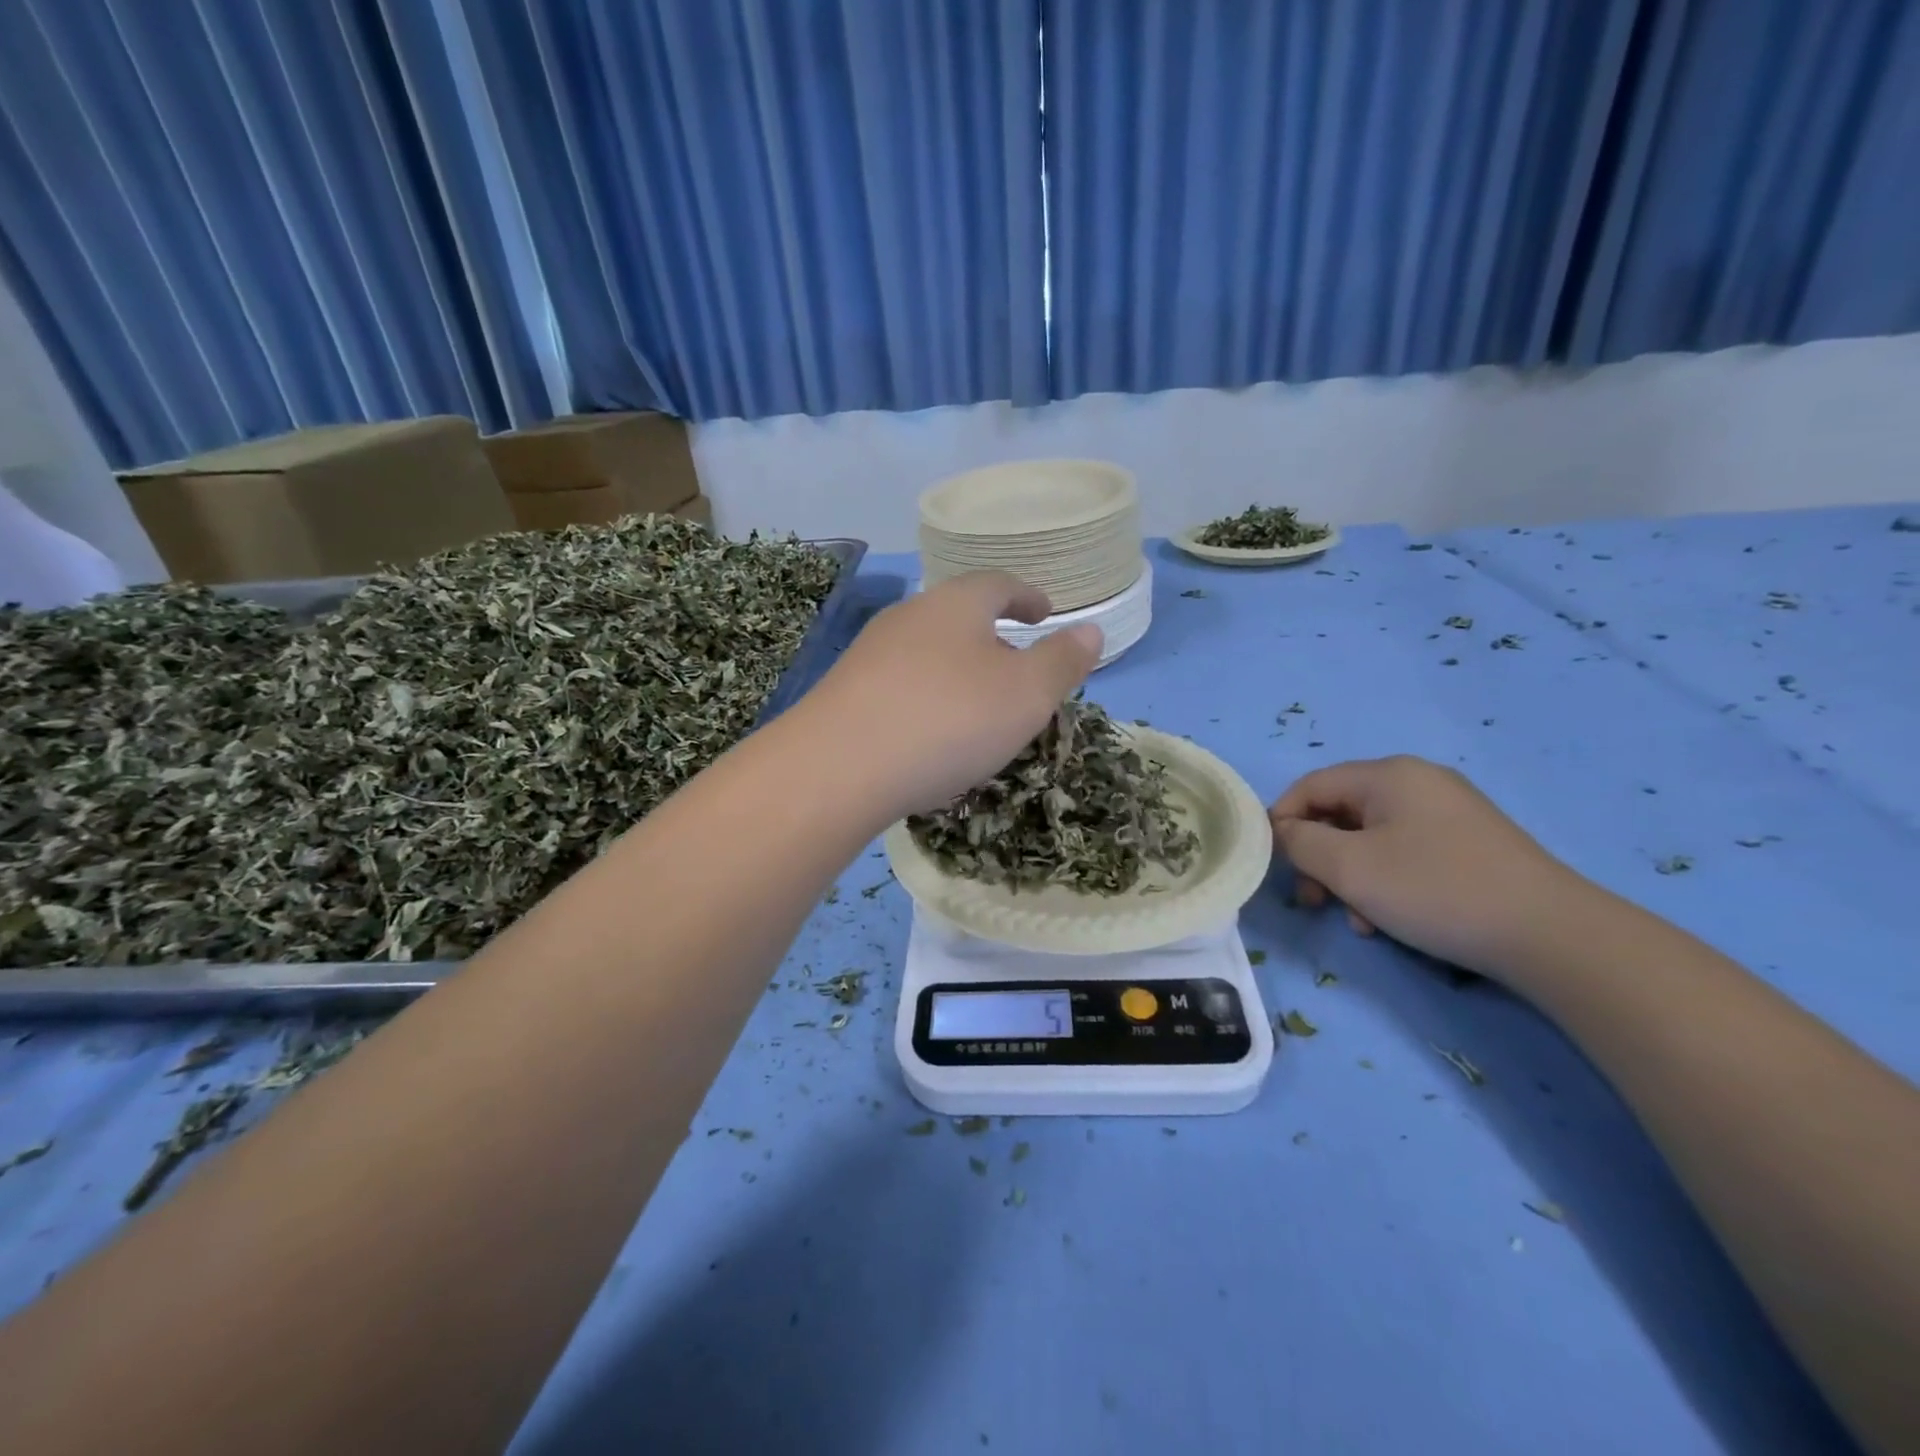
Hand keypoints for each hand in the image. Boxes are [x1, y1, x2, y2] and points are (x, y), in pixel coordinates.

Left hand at [795, 572, 1101, 819]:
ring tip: (977, 705)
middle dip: (991, 637)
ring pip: (927, 651)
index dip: (1027, 597)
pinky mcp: (845, 692)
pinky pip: (900, 686)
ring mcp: (870, 653)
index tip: (1044, 611)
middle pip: (958, 615)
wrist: (839, 767)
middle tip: (1016, 666)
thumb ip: (1062, 661)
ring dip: (957, 671)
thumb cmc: (949, 720)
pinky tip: (929, 734)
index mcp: (956, 605)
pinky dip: (926, 699)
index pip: (999, 585)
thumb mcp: (1026, 694)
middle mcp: (909, 616)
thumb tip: (1090, 630)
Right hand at [1269, 756, 1586, 977]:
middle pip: (1341, 813)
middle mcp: (1418, 782)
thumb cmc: (1435, 889)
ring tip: (1358, 921)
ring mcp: (1449, 812)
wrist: (1552, 935)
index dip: (1282, 821)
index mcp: (1388, 775)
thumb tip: (1283, 832)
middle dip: (1319, 858)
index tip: (1274, 865)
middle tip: (1313, 900)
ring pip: (1371, 839)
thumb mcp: (1350, 867)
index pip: (1310, 786)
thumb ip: (1300, 843)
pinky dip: (1386, 882)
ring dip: (1351, 878)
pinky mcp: (1470, 844)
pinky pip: (1405, 853)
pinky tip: (1391, 920)